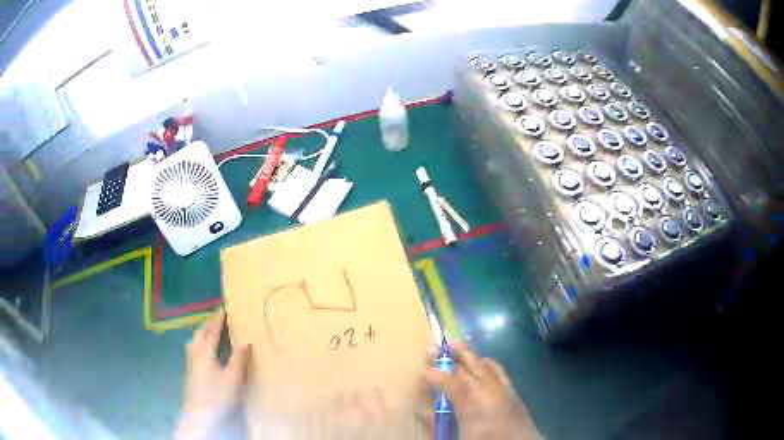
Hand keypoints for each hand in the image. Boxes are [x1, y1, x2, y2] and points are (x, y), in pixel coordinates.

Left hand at [175, 312, 250, 439]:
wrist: (201, 416)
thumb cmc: (219, 396)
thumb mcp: (234, 379)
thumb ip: (238, 359)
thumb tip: (245, 342)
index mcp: (205, 353)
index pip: (211, 332)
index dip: (217, 321)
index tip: (223, 309)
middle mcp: (195, 355)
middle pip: (199, 334)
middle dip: (207, 324)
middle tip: (216, 318)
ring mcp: (190, 364)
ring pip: (193, 342)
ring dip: (201, 333)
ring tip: (208, 331)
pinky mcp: (190, 373)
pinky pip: (192, 350)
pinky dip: (198, 343)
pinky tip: (202, 352)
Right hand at [424, 342, 539, 439]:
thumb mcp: (457, 437)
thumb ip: (438, 423)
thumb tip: (422, 410)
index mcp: (470, 403)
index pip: (448, 382)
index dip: (433, 375)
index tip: (422, 372)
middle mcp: (486, 389)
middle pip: (465, 366)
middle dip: (446, 356)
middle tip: (431, 348)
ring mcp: (501, 387)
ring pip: (482, 363)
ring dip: (466, 354)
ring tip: (454, 345)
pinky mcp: (512, 389)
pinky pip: (498, 369)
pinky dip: (486, 362)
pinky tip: (482, 361)